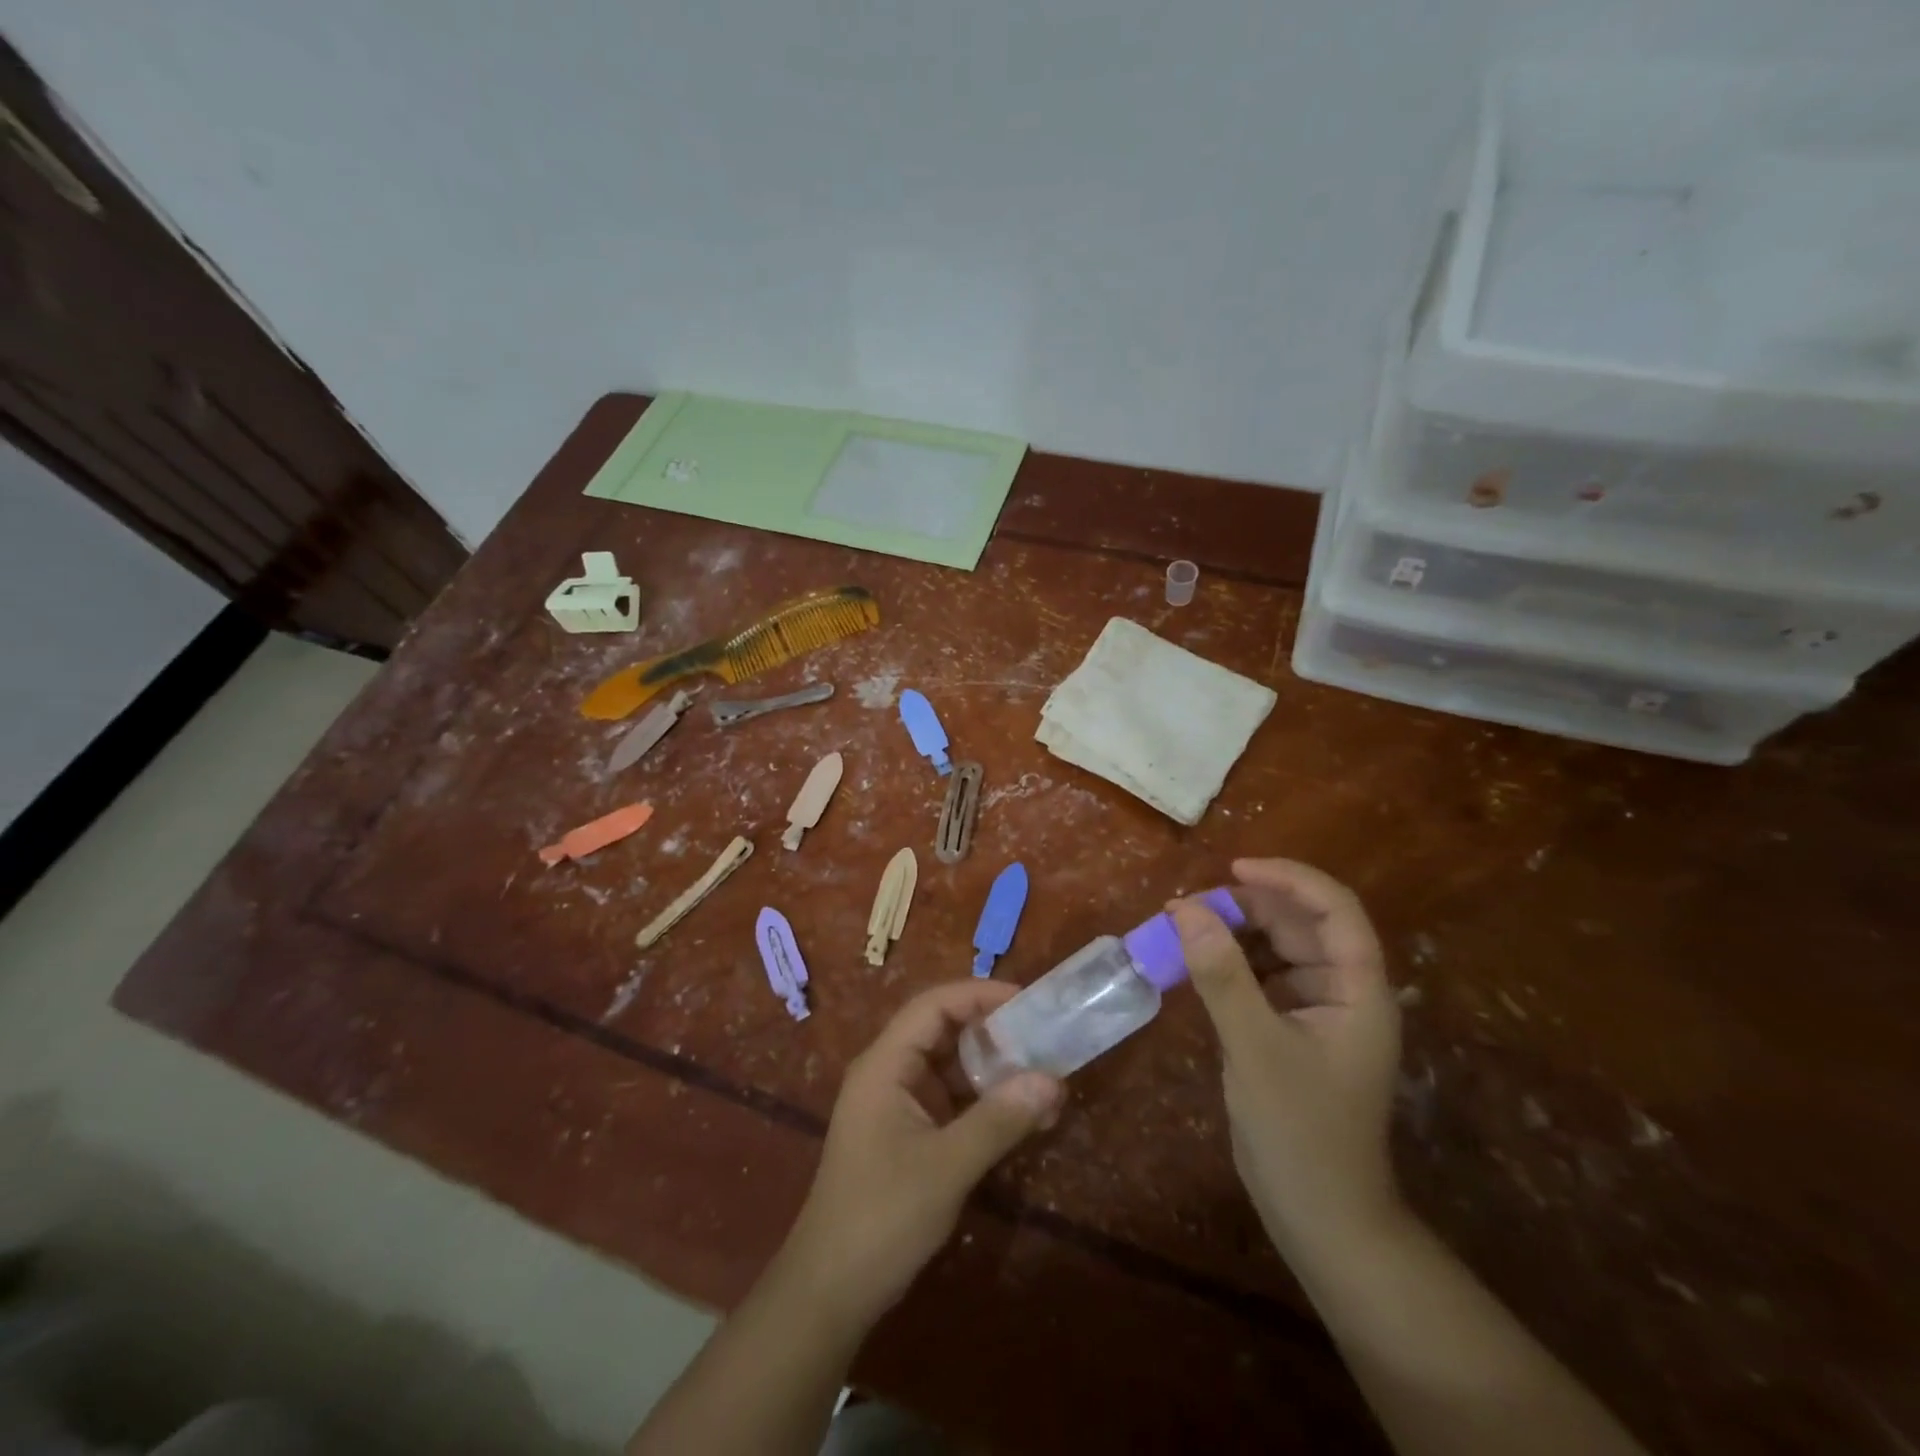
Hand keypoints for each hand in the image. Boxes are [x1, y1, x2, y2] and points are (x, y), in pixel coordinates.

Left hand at [776, 981, 1064, 1331]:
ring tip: (1042, 1076)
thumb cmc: (882, 1217)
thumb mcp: (947, 1166)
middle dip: (992, 1031)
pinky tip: (1021, 1115)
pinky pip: (950, 1101)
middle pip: (943, 1031)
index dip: (979, 995)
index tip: (1026, 1001)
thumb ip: (999, 1120)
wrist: (830, 1292)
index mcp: (885, 1064)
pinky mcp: (907, 1134)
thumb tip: (1052, 1080)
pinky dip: (983, 1102)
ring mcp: (897, 1104)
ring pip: (950, 1067)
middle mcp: (889, 1073)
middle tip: (1043, 1037)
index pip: (933, 1005)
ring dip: (992, 1070)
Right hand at [1170, 859, 1402, 1255]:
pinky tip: (1193, 963)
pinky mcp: (1289, 1030)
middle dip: (1247, 907)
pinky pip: (1259, 978)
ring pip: (1276, 949)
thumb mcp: (1255, 1046)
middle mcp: (1343, 991)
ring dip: (1233, 933)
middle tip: (1187, 907)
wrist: (1319, 1217)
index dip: (1288, 879)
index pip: (1334, 909)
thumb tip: (1185, 909)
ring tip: (1183, 927)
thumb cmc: (1300, 1131)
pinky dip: (1228, 964)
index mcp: (1358, 989)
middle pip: (1300, 925)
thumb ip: (1221, 974)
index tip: (1232, 870)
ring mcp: (1316, 1012)